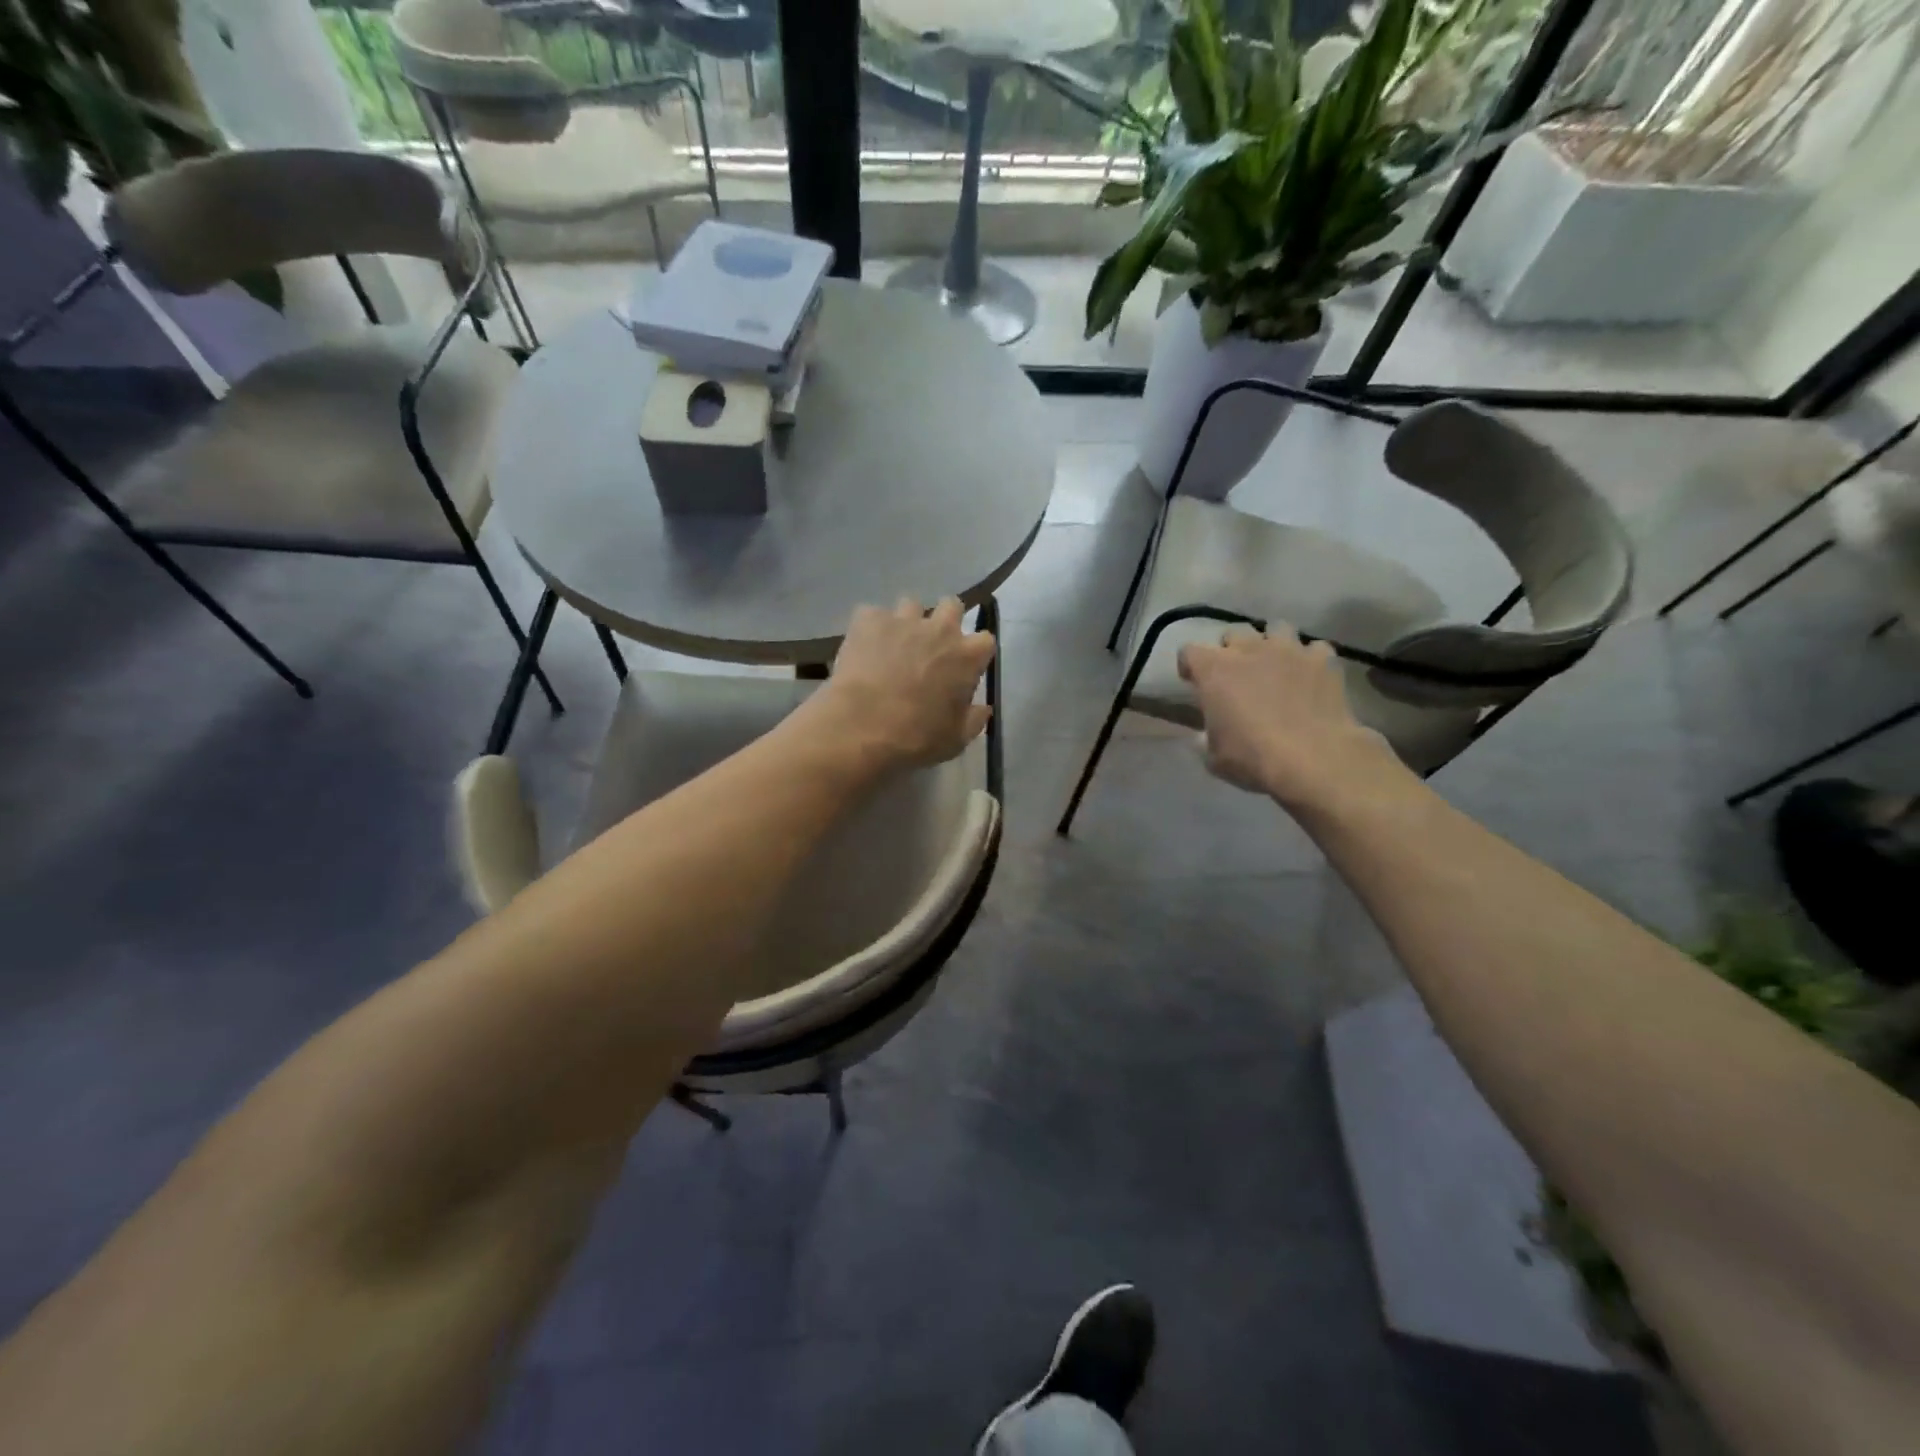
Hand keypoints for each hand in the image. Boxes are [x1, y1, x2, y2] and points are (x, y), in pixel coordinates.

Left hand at [809, 597, 994, 772]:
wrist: (861, 728)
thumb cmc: (916, 738)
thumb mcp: (955, 740)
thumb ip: (974, 720)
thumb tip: (982, 708)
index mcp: (968, 656)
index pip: (985, 640)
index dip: (975, 653)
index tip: (964, 667)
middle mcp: (940, 628)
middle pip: (951, 606)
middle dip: (945, 620)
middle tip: (931, 646)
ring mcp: (902, 620)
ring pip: (911, 605)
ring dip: (907, 622)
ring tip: (893, 645)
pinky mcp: (868, 619)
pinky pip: (873, 615)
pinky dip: (871, 629)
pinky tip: (863, 648)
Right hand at [1176, 624, 1406, 811]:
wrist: (1314, 759)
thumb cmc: (1253, 758)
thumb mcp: (1213, 757)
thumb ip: (1204, 738)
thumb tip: (1203, 735)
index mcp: (1214, 671)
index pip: (1189, 652)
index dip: (1190, 666)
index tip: (1194, 682)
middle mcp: (1249, 650)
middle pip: (1234, 632)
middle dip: (1232, 649)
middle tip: (1237, 674)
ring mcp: (1289, 650)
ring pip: (1277, 628)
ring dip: (1272, 644)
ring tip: (1276, 666)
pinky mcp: (1322, 660)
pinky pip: (1314, 649)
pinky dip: (1310, 660)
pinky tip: (1310, 677)